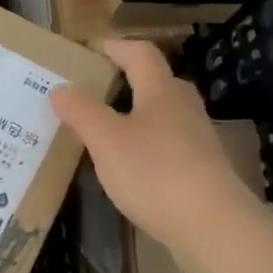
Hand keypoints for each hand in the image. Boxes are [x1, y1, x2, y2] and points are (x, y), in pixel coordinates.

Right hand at [51, 39, 259, 260]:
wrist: (212, 225)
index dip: (117, 47)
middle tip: (98, 87)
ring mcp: (198, 139)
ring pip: (165, 114)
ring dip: (138, 113)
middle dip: (129, 79)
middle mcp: (184, 108)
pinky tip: (133, 165)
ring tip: (109, 127)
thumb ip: (82, 111)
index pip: (141, 54)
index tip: (94, 48)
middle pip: (158, 82)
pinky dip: (148, 143)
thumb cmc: (154, 173)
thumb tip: (60, 87)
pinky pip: (170, 144)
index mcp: (161, 92)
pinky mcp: (203, 169)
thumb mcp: (106, 140)